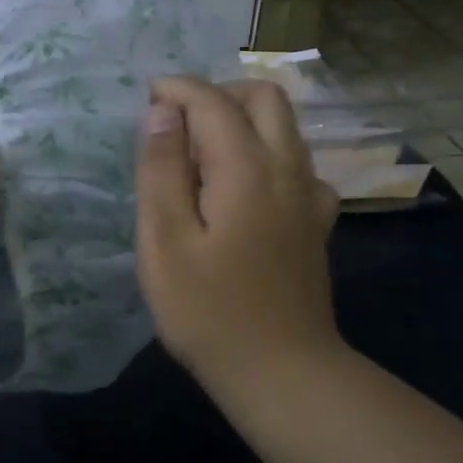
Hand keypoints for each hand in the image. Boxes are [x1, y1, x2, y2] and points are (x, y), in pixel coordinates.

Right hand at [135, 77, 343, 396]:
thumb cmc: (209, 310)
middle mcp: (287, 169)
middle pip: (264, 98)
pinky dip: (265, 155)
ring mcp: (310, 196)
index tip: (146, 97)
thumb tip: (161, 113)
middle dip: (217, 94)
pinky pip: (296, 165)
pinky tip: (242, 190)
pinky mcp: (317, 223)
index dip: (177, 90)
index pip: (213, 102)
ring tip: (199, 154)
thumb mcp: (164, 241)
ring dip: (242, 120)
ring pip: (285, 128)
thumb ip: (161, 170)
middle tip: (176, 123)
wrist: (282, 372)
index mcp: (246, 168)